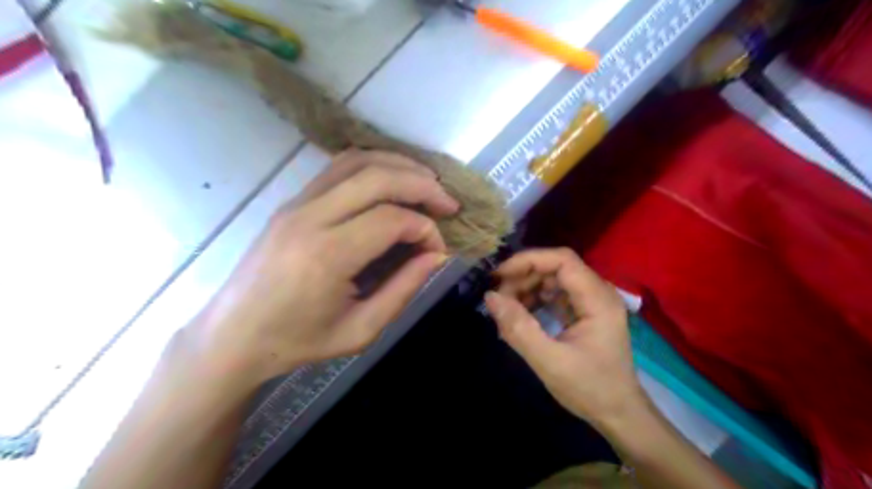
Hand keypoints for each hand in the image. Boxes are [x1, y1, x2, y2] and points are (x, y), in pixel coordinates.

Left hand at [195, 148, 459, 384]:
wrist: (232, 336)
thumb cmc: (297, 342)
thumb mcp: (360, 330)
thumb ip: (403, 289)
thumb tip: (435, 256)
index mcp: (327, 255)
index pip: (391, 219)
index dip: (425, 229)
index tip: (437, 249)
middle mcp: (310, 217)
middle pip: (377, 177)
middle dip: (422, 184)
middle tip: (448, 203)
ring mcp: (296, 203)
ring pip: (357, 161)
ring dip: (399, 165)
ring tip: (427, 182)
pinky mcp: (291, 201)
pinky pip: (337, 168)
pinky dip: (373, 165)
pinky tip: (391, 180)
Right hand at [485, 248, 645, 427]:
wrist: (618, 414)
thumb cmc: (590, 389)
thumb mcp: (550, 362)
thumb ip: (519, 329)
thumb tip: (490, 297)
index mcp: (598, 299)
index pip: (562, 260)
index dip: (528, 261)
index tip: (499, 275)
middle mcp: (598, 292)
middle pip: (556, 268)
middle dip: (523, 277)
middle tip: (498, 298)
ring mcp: (591, 301)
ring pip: (553, 279)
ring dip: (526, 288)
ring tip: (506, 309)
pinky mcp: (583, 312)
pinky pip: (555, 295)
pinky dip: (534, 300)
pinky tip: (519, 315)